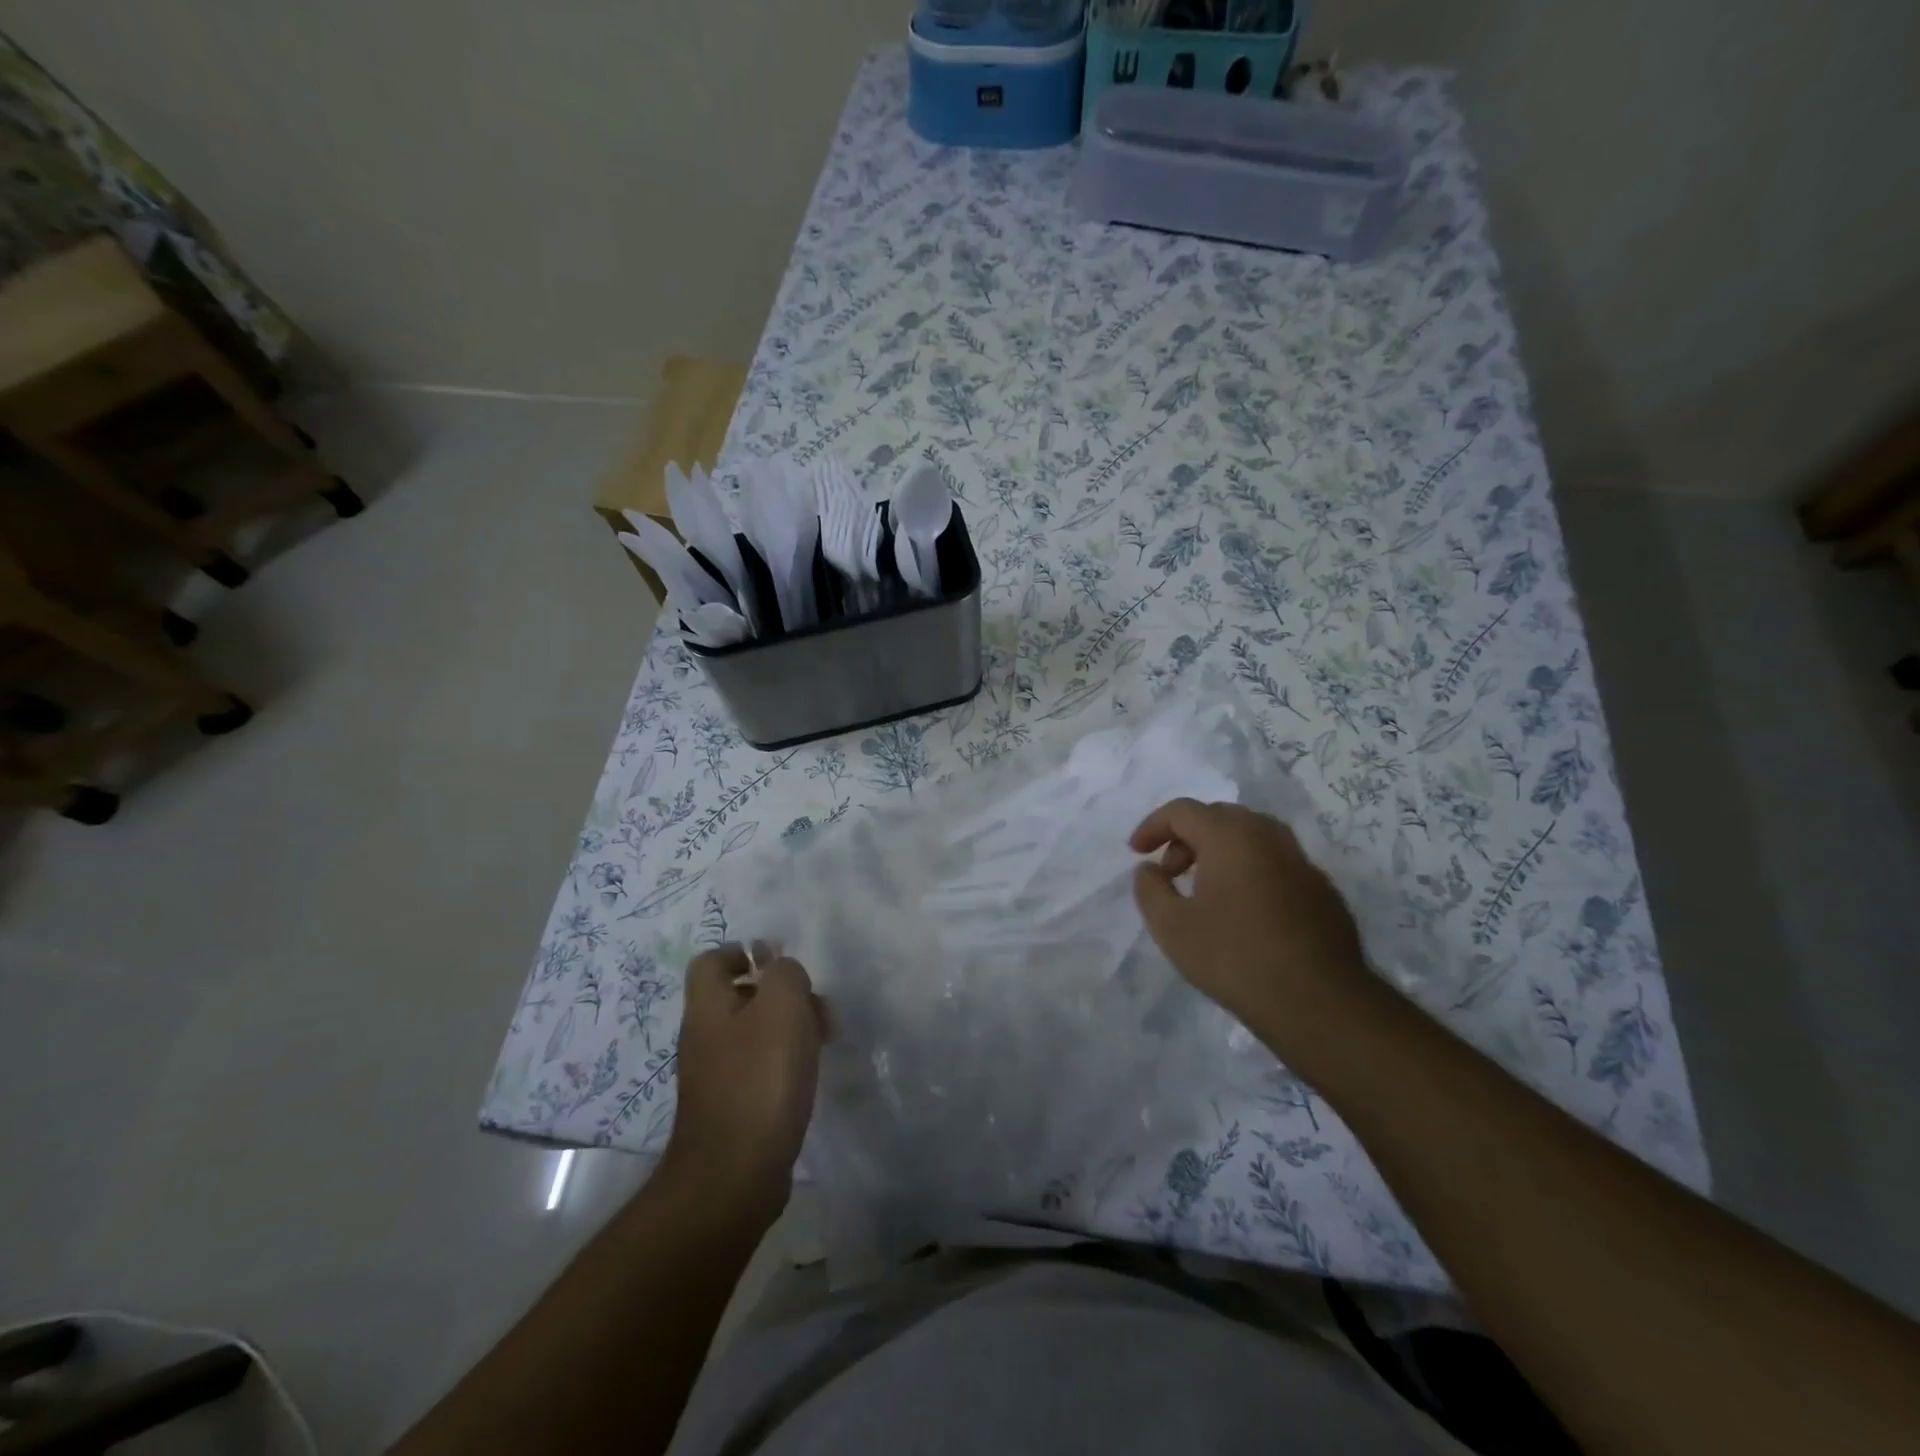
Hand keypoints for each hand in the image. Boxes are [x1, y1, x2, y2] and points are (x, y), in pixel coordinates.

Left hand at [662, 943, 826, 1223]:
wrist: (735, 1175)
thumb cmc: (760, 1078)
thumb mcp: (782, 1006)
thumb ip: (785, 974)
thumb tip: (781, 968)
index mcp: (708, 1006)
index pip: (712, 961)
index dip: (744, 952)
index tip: (782, 963)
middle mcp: (704, 1036)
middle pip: (739, 996)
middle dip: (781, 993)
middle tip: (817, 1006)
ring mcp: (714, 1075)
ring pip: (754, 1033)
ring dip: (789, 1028)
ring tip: (824, 1041)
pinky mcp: (731, 1108)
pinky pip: (759, 1068)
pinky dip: (784, 1063)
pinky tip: (809, 1075)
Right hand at [1131, 799, 1370, 1046]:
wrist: (1319, 1002)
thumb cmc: (1235, 958)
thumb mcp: (1171, 927)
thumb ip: (1150, 889)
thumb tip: (1149, 870)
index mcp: (1230, 836)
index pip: (1182, 811)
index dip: (1153, 827)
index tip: (1137, 853)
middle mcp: (1268, 836)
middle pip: (1219, 817)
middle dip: (1186, 837)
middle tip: (1170, 872)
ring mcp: (1301, 861)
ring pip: (1251, 837)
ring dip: (1219, 852)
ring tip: (1204, 890)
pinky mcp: (1321, 889)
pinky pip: (1275, 863)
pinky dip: (1250, 871)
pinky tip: (1244, 912)